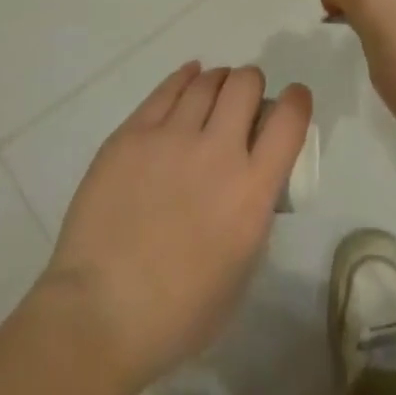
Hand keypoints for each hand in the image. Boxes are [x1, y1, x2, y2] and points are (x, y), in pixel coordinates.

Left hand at [40, 63, 311, 388]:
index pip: (289, 120)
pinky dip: (184, 78)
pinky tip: (188, 80)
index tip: (293, 101)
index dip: (297, 101)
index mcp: (252, 191)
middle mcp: (217, 151)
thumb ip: (254, 216)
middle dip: (251, 85)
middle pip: (245, 83)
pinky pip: (166, 90)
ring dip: (218, 81)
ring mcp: (170, 138)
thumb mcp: (242, 270)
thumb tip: (252, 183)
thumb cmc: (178, 314)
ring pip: (206, 81)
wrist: (99, 316)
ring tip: (215, 90)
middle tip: (244, 101)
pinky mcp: (132, 134)